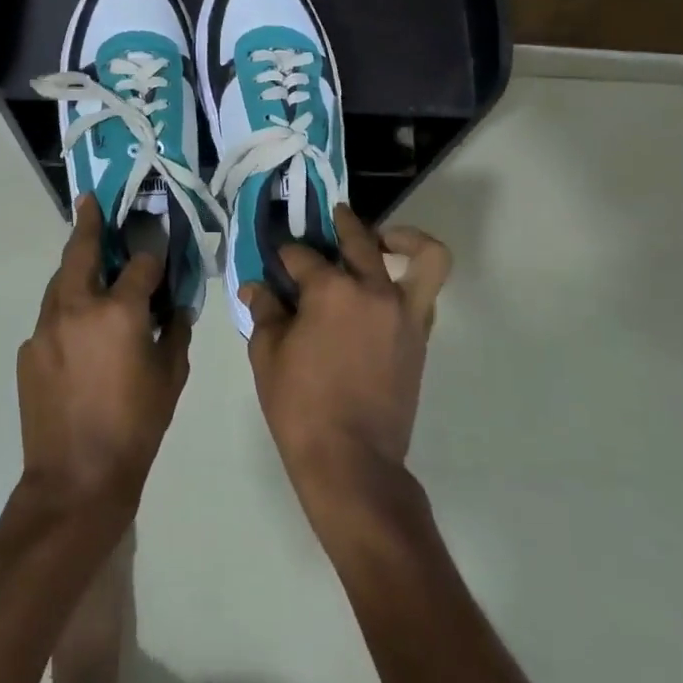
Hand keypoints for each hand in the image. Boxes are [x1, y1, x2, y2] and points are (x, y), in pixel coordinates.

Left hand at [18, 197, 191, 517]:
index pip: (141, 264)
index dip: (154, 255)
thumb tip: (174, 309)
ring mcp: (46, 327)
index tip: (160, 251)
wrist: (76, 478)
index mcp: (119, 311)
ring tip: (87, 257)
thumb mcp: (171, 377)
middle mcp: (77, 307)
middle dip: (89, 224)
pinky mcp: (29, 349)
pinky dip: (67, 310)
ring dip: (75, 266)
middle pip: (81, 251)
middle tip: (90, 202)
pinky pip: (51, 317)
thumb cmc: (136, 427)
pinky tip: (79, 329)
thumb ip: (174, 333)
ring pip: (60, 281)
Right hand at [242, 206, 450, 513]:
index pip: (303, 255)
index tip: (276, 260)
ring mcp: (403, 311)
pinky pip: (426, 292)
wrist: (352, 461)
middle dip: (340, 224)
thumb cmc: (301, 407)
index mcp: (331, 290)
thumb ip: (264, 312)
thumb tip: (256, 286)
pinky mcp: (419, 335)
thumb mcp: (268, 356)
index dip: (285, 255)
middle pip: (359, 240)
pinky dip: (412, 279)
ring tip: (382, 239)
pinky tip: (384, 287)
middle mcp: (373, 290)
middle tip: (329, 220)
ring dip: (402, 239)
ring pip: (420, 255)